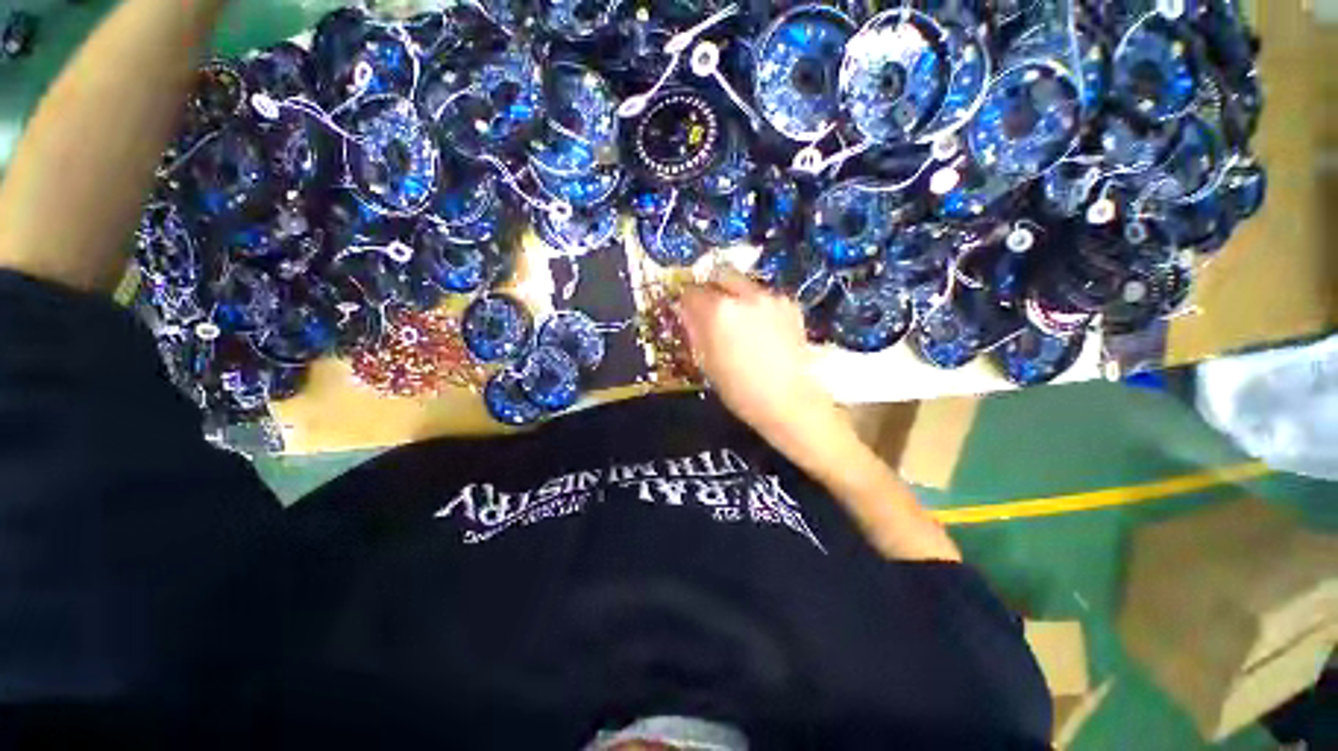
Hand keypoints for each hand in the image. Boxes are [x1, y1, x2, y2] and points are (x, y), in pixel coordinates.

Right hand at [676, 267, 834, 437]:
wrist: (789, 401)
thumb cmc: (739, 389)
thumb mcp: (707, 362)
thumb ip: (694, 330)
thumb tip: (685, 310)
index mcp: (718, 311)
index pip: (692, 292)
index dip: (685, 300)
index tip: (686, 309)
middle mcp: (744, 295)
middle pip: (720, 274)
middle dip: (711, 287)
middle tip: (710, 307)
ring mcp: (770, 298)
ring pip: (744, 284)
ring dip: (735, 295)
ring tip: (739, 320)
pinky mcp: (790, 305)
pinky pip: (765, 296)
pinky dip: (757, 305)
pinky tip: (761, 328)